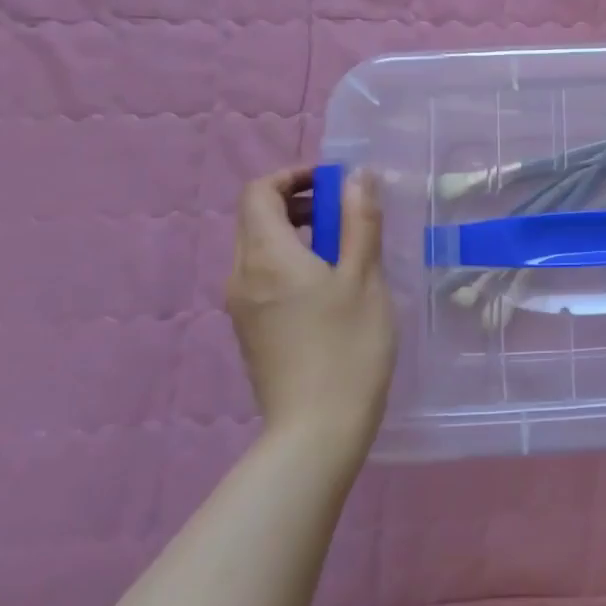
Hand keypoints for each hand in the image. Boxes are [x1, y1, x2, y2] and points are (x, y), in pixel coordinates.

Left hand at [224, 167, 395, 447]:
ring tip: (346, 250)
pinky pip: (263, 277)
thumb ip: (359, 222)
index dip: (293, 176)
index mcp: (266, 256)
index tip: (335, 183)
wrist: (317, 429)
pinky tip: (331, 287)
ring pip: (260, 248)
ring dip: (296, 233)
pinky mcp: (250, 330)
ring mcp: (241, 306)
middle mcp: (241, 275)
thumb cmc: (347, 347)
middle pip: (256, 218)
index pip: (258, 192)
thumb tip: (357, 176)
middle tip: (347, 214)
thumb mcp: (364, 277)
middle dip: (298, 203)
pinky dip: (291, 262)